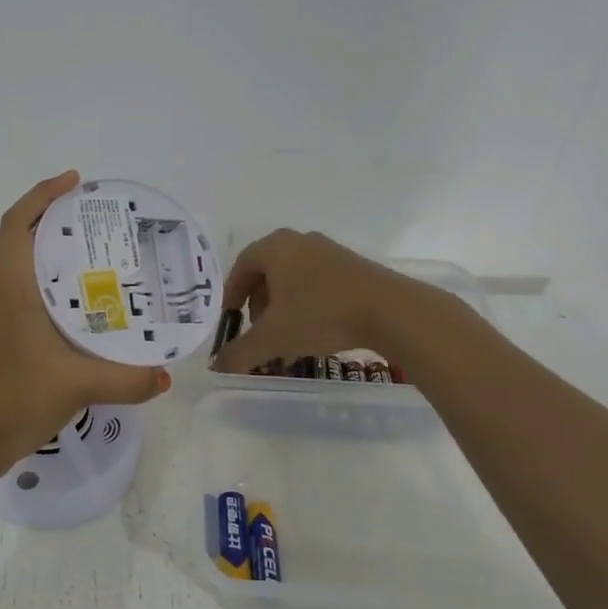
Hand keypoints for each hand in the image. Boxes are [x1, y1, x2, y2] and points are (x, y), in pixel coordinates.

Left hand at [0, 171, 171, 476]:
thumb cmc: (14, 398)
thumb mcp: (77, 385)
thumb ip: (127, 379)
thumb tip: (166, 376)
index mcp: (13, 288)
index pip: (17, 224)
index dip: (41, 195)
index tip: (74, 181)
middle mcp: (6, 295)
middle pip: (26, 240)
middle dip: (61, 221)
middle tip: (106, 221)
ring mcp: (5, 318)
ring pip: (32, 271)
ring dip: (61, 256)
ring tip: (108, 258)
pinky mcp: (11, 340)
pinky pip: (37, 299)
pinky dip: (62, 291)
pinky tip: (93, 310)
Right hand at [212, 229, 415, 375]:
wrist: (390, 311)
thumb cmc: (321, 315)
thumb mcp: (273, 338)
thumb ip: (240, 352)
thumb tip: (217, 367)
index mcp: (275, 247)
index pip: (241, 266)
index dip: (231, 295)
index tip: (232, 320)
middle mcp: (300, 241)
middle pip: (267, 272)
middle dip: (258, 304)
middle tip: (258, 330)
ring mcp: (329, 251)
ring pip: (293, 279)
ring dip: (283, 308)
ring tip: (286, 338)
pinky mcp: (353, 266)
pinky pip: (317, 283)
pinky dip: (306, 305)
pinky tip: (314, 332)